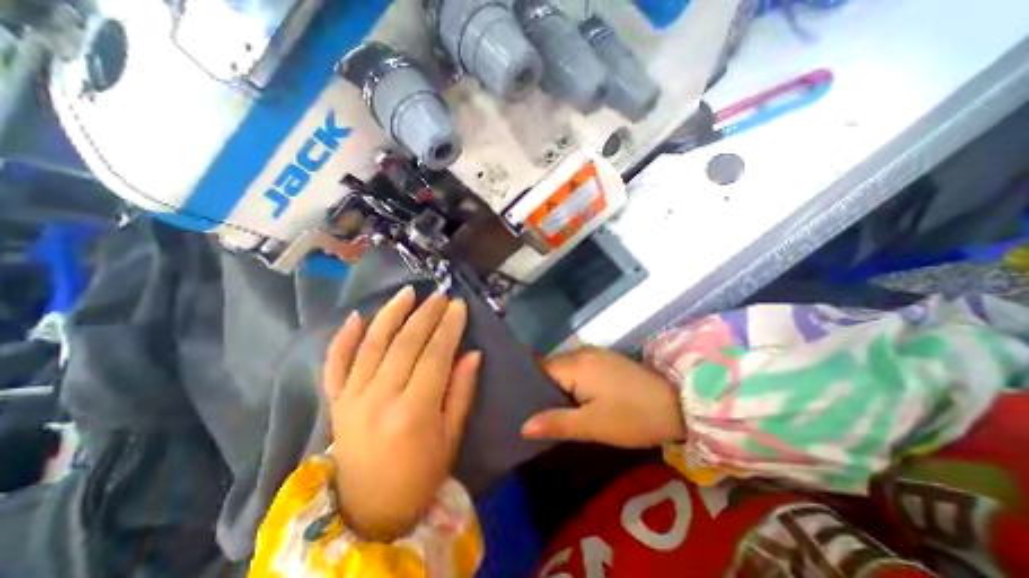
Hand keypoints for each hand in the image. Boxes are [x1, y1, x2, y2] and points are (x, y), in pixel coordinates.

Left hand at [320, 288, 481, 544]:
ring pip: (372, 344)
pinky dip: (344, 338)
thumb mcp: (452, 437)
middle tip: (440, 295)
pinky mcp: (335, 402)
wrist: (368, 510)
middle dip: (426, 314)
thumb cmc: (421, 474)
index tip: (459, 305)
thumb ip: (462, 391)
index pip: (435, 355)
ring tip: (407, 292)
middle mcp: (379, 399)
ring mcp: (352, 398)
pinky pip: (335, 364)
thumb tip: (473, 353)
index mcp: (414, 412)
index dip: (449, 327)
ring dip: (391, 314)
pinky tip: (357, 316)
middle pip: (405, 344)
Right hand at [523, 347, 680, 446]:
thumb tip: (523, 426)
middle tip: (530, 411)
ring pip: (564, 368)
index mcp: (575, 364)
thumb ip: (556, 423)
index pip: (538, 369)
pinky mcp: (605, 360)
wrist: (677, 404)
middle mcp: (581, 352)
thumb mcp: (592, 425)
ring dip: (556, 386)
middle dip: (540, 387)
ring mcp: (595, 353)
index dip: (526, 385)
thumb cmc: (632, 416)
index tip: (515, 403)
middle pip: (550, 367)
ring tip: (547, 408)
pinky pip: (577, 368)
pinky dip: (570, 382)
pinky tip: (572, 399)